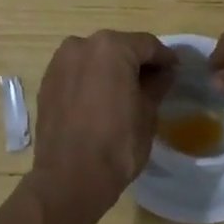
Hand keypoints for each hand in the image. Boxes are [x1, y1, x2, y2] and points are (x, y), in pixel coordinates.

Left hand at [28, 30, 175, 223]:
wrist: (69, 178)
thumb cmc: (117, 144)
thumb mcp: (147, 113)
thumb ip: (157, 85)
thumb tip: (164, 72)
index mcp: (111, 47)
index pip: (147, 45)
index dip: (165, 58)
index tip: (176, 71)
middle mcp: (81, 44)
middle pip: (119, 47)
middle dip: (136, 62)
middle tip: (154, 82)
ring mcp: (60, 62)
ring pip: (95, 58)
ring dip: (111, 69)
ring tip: (126, 92)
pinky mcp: (47, 81)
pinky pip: (77, 72)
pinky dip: (91, 79)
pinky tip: (100, 100)